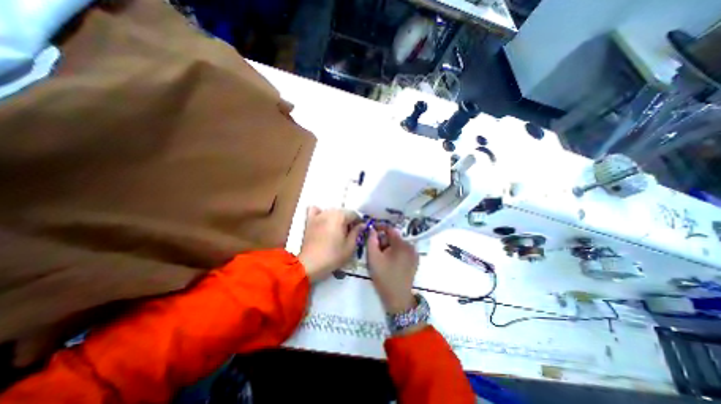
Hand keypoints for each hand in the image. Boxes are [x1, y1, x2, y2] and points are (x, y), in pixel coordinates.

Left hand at [300, 207, 363, 281]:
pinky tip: (323, 221)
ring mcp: (318, 215)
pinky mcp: (309, 221)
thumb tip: (362, 225)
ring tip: (337, 230)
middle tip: (349, 233)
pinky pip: (315, 210)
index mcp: (340, 217)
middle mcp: (329, 212)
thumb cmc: (333, 256)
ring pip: (331, 211)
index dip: (358, 222)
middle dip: (348, 220)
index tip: (359, 231)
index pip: (353, 214)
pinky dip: (320, 213)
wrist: (310, 264)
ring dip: (337, 218)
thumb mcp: (350, 246)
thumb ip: (356, 232)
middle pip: (343, 212)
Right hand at [368, 226, 420, 314]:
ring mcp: (414, 254)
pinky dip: (395, 252)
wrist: (397, 297)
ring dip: (388, 247)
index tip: (370, 231)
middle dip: (383, 240)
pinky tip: (389, 262)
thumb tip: (372, 229)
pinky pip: (403, 250)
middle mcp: (410, 246)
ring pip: (398, 244)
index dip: (379, 228)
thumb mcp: (373, 258)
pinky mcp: (414, 260)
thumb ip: (371, 241)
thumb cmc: (384, 277)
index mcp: (401, 244)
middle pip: (394, 237)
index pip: (390, 229)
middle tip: (375, 251)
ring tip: (382, 258)